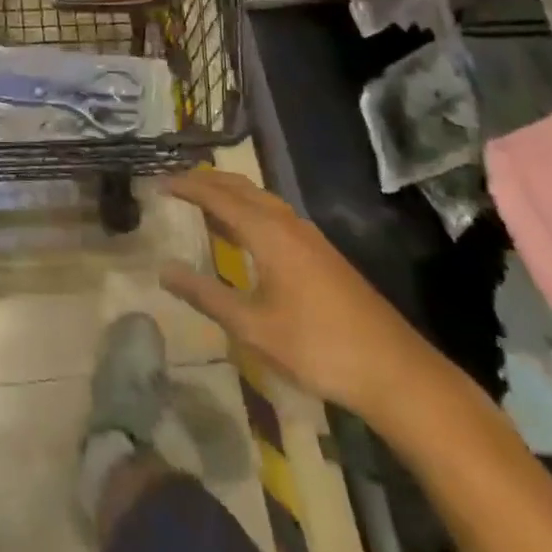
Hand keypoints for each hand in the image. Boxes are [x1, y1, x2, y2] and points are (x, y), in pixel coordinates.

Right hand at [158, 169, 439, 424]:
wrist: (394, 370)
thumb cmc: (317, 347)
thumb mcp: (253, 327)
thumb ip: (206, 295)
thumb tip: (163, 269)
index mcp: (268, 232)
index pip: (217, 196)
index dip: (186, 186)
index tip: (158, 183)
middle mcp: (287, 222)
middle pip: (240, 187)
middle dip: (206, 181)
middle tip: (176, 184)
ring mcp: (308, 236)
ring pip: (260, 198)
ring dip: (229, 193)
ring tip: (204, 201)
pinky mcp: (321, 252)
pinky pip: (274, 212)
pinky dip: (248, 209)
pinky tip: (245, 232)